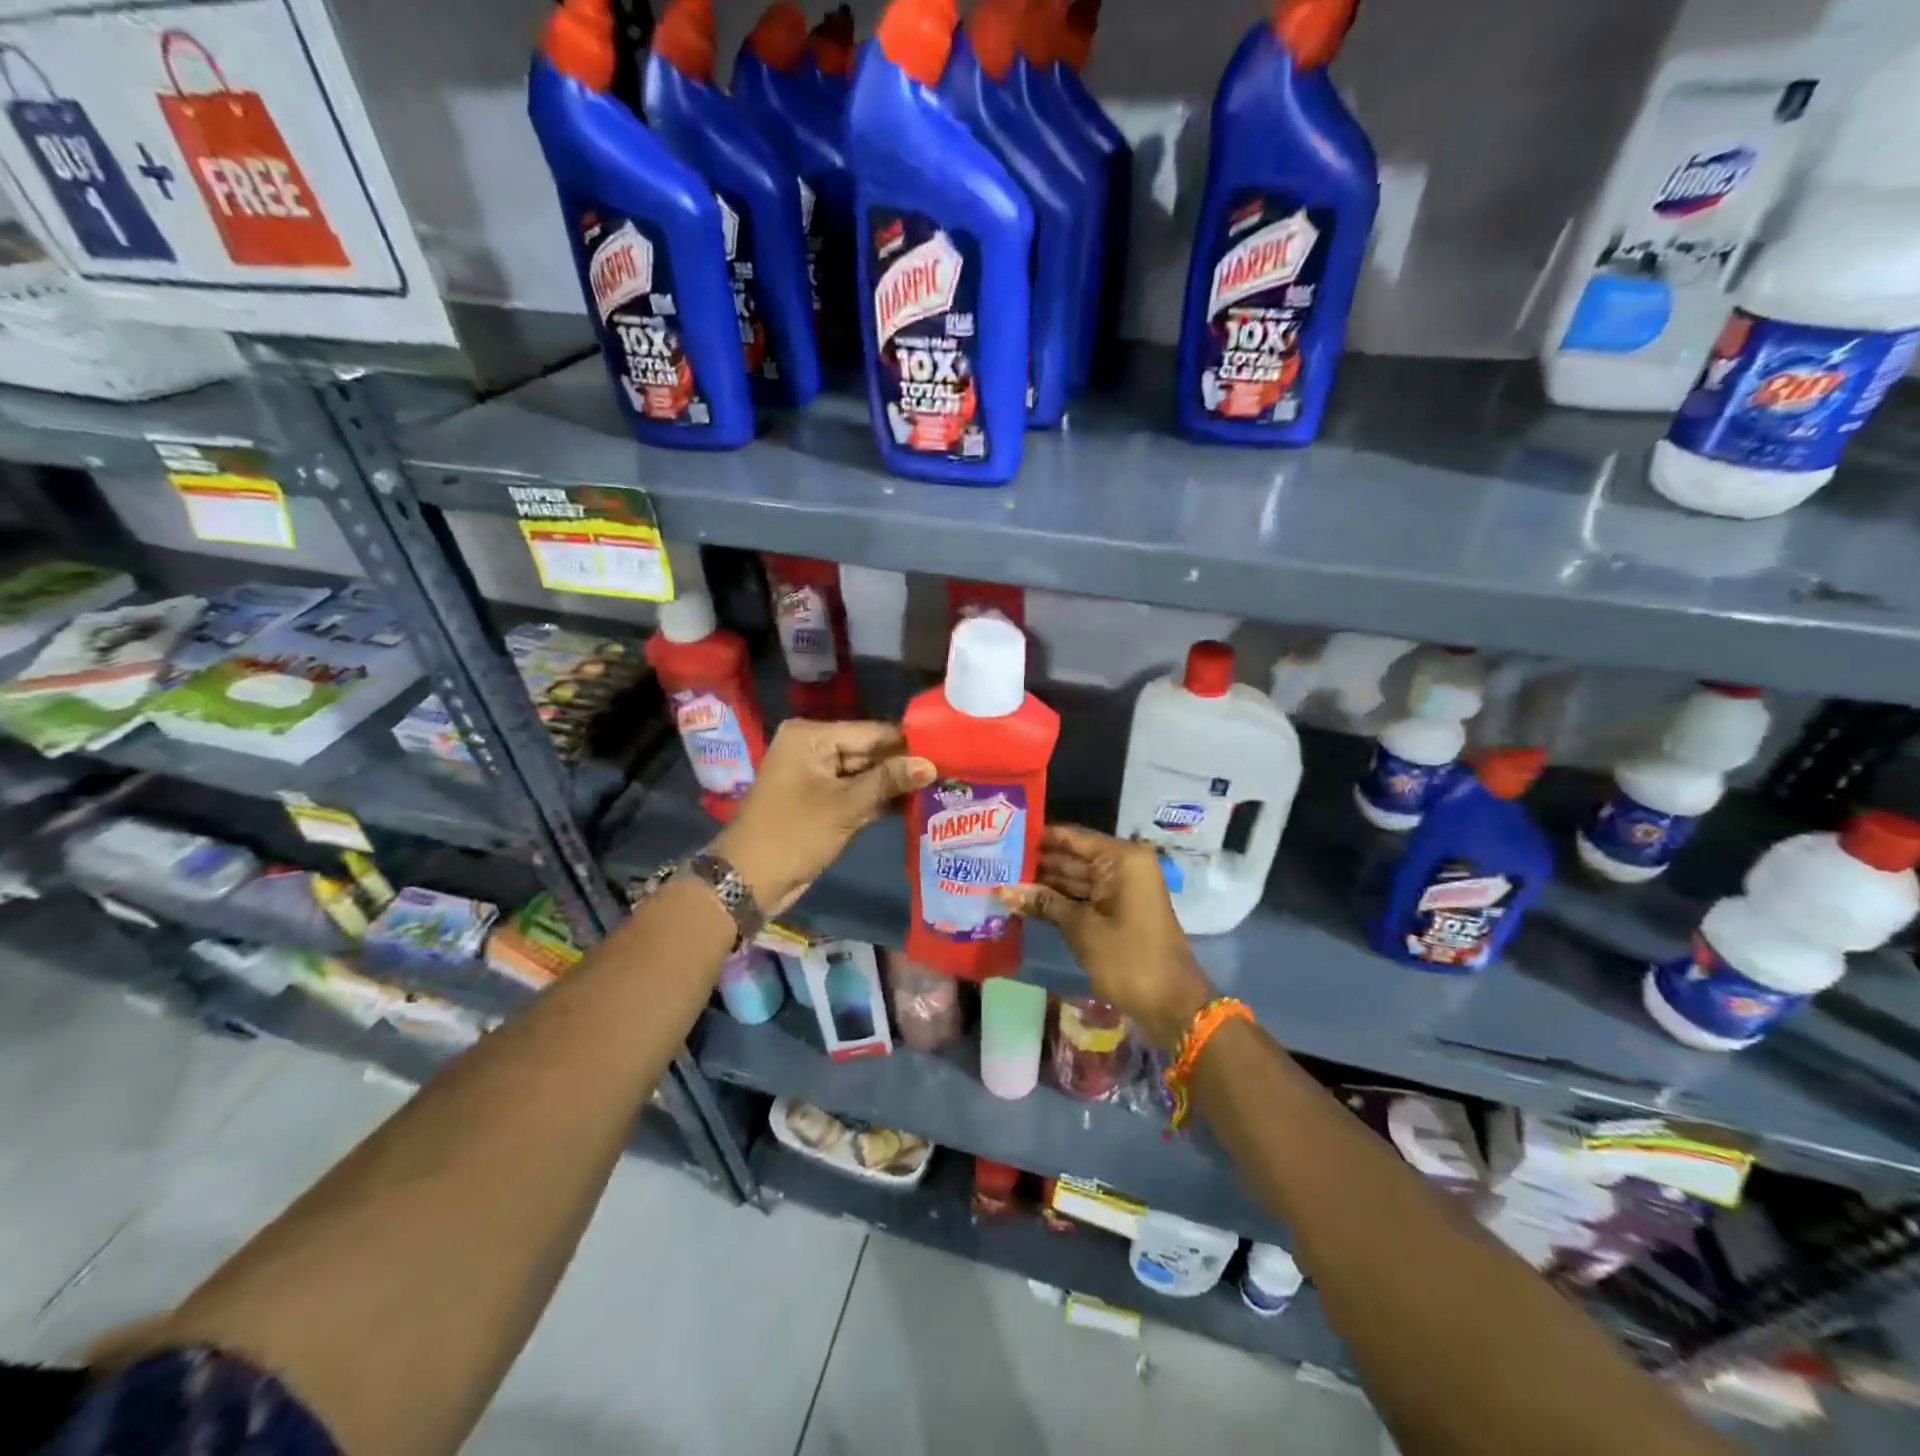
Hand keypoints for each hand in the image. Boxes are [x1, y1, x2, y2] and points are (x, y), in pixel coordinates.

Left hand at [712, 719, 933, 916]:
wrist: (748, 881)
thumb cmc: (793, 834)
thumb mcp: (845, 806)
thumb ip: (888, 782)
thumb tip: (931, 765)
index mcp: (811, 736)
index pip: (871, 732)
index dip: (908, 743)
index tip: (949, 751)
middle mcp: (813, 747)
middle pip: (869, 751)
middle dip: (904, 765)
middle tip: (949, 771)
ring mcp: (817, 775)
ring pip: (865, 774)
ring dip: (895, 784)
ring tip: (939, 787)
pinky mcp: (821, 800)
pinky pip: (856, 792)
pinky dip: (879, 799)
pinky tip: (915, 805)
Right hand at [996, 825, 1213, 1049]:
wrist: (1171, 1004)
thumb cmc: (1128, 958)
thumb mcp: (1082, 929)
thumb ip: (1043, 903)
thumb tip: (1002, 889)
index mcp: (1122, 858)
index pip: (1072, 837)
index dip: (1038, 837)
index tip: (1003, 836)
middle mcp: (1123, 866)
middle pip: (1072, 856)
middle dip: (1037, 862)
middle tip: (995, 861)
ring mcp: (1121, 889)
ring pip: (1075, 877)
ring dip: (1043, 883)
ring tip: (1002, 879)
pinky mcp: (1117, 911)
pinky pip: (1083, 896)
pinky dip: (1059, 900)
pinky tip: (1025, 901)